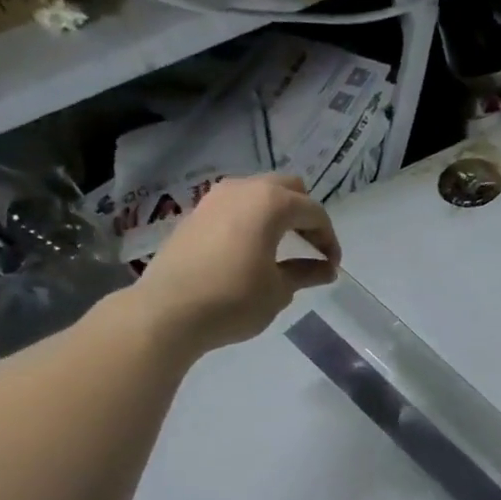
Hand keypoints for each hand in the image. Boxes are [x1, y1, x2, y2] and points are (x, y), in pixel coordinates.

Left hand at [130, 174, 339, 352]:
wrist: (168, 311)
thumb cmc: (234, 300)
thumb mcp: (279, 289)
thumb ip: (307, 272)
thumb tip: (327, 269)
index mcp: (271, 203)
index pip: (313, 211)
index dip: (329, 238)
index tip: (332, 265)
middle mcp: (243, 189)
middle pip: (287, 188)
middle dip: (305, 214)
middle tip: (312, 246)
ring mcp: (215, 198)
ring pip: (258, 192)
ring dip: (278, 213)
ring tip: (285, 244)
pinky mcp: (196, 214)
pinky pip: (236, 205)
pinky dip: (253, 219)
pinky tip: (254, 247)